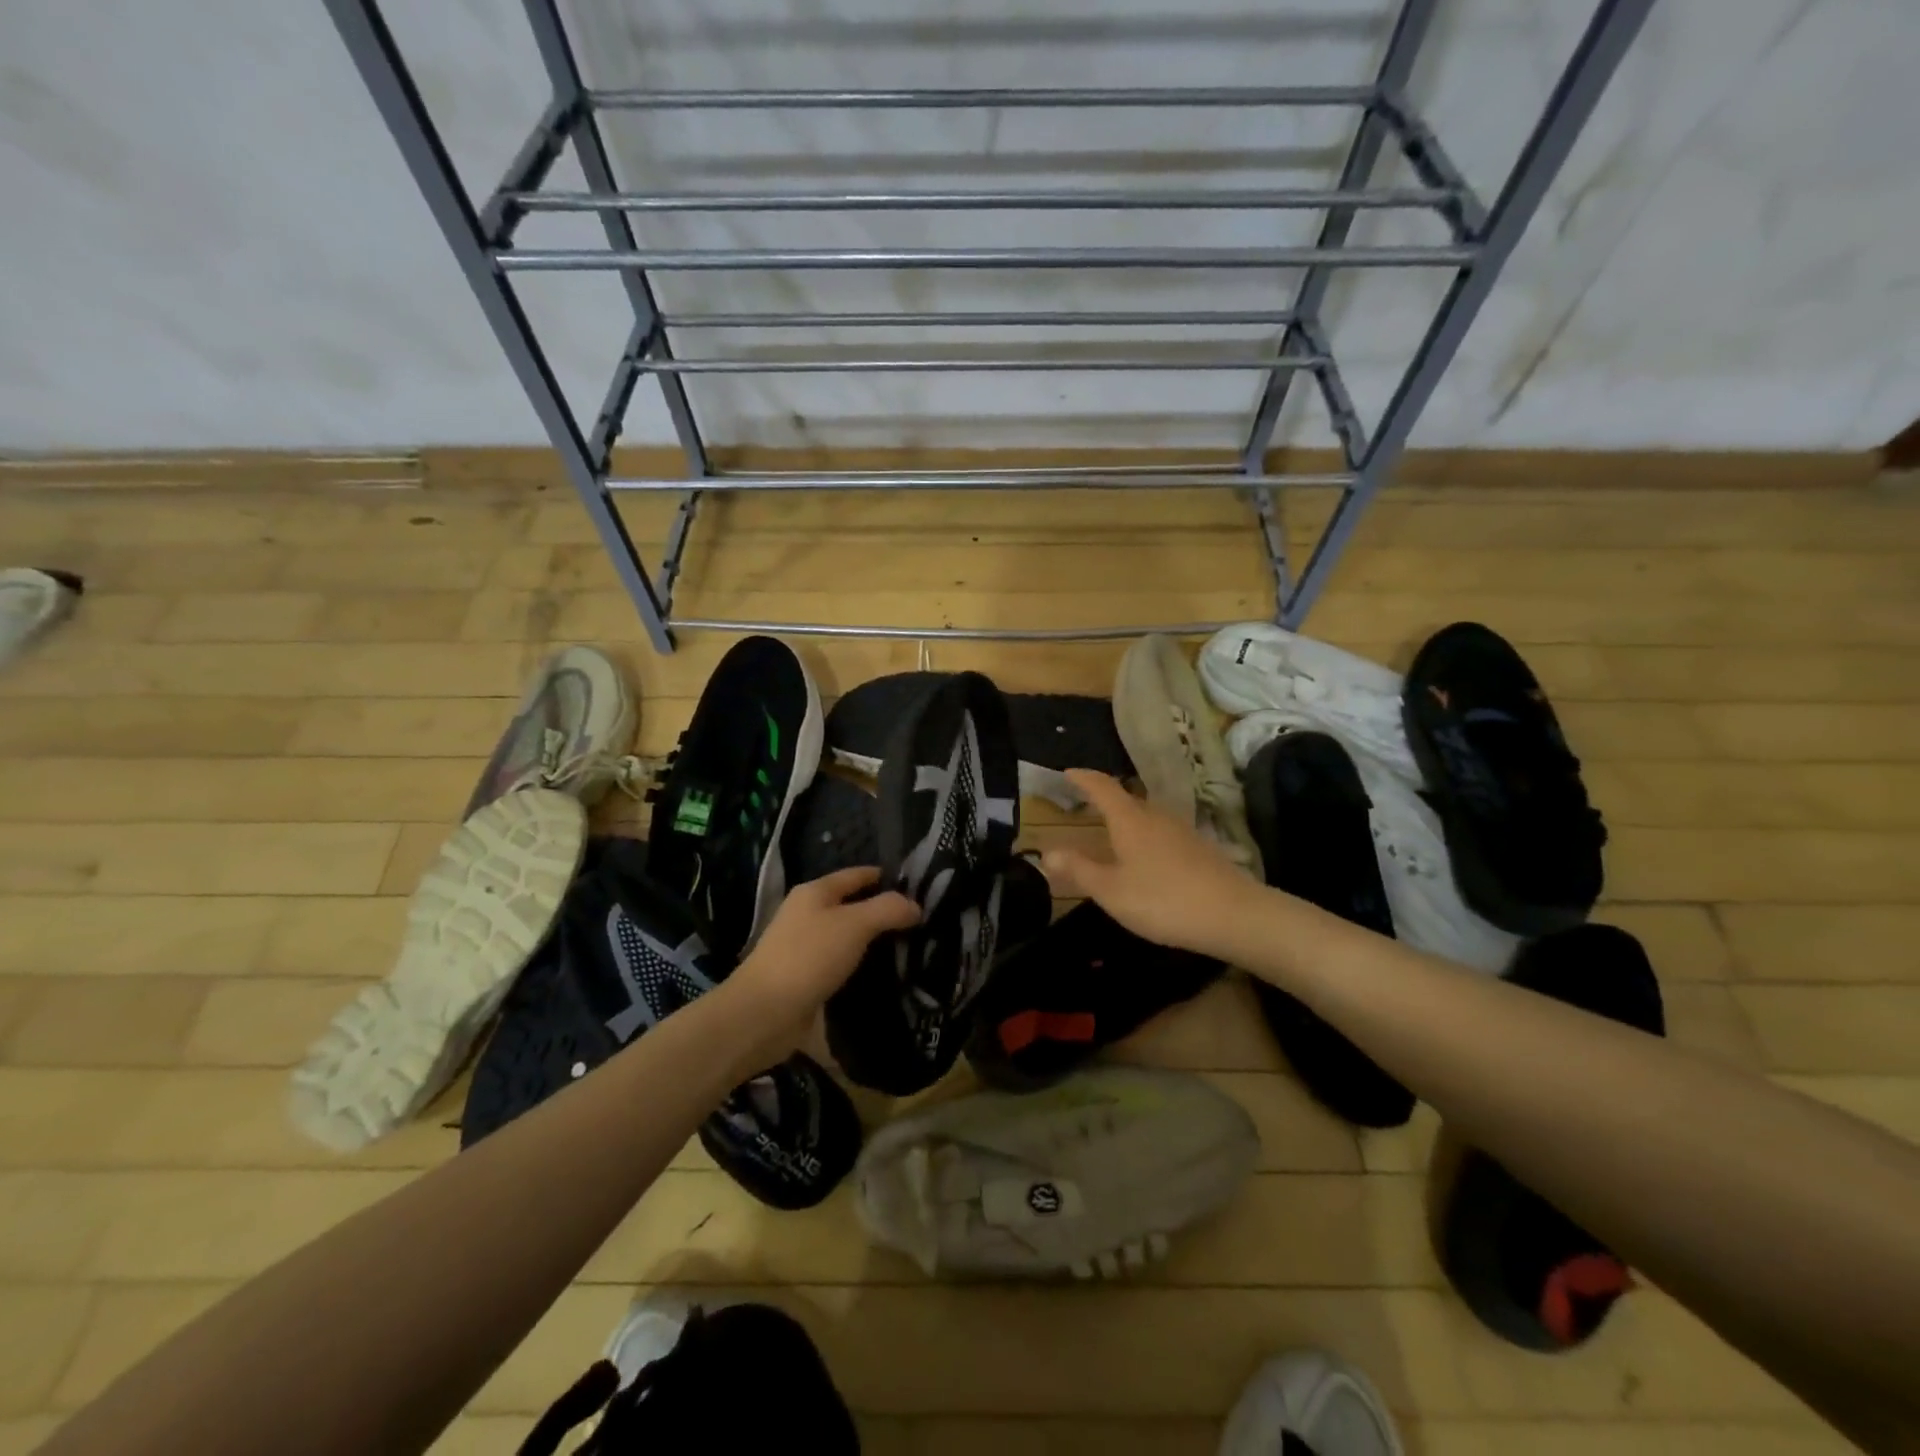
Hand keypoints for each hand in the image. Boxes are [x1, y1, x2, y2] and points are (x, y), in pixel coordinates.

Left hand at [722, 866, 919, 1069]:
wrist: (764, 1013)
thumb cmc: (809, 957)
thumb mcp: (855, 925)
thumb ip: (888, 910)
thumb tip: (915, 906)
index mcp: (814, 892)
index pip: (856, 875)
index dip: (884, 877)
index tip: (917, 886)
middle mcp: (807, 915)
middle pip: (852, 906)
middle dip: (883, 912)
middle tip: (921, 921)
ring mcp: (804, 948)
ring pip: (848, 938)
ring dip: (873, 943)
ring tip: (911, 949)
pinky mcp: (806, 979)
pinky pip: (841, 966)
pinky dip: (861, 968)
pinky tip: (885, 977)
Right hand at [1042, 769, 1261, 959]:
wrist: (1234, 915)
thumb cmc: (1163, 900)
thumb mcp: (1111, 890)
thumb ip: (1079, 870)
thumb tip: (1046, 852)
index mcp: (1130, 820)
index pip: (1103, 787)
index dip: (1083, 778)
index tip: (1068, 773)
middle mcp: (1156, 817)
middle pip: (1127, 799)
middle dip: (1104, 799)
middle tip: (1084, 803)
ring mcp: (1182, 831)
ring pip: (1147, 816)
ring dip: (1126, 818)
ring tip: (1111, 831)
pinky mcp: (1199, 849)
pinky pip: (1162, 833)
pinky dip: (1145, 836)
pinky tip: (1146, 857)